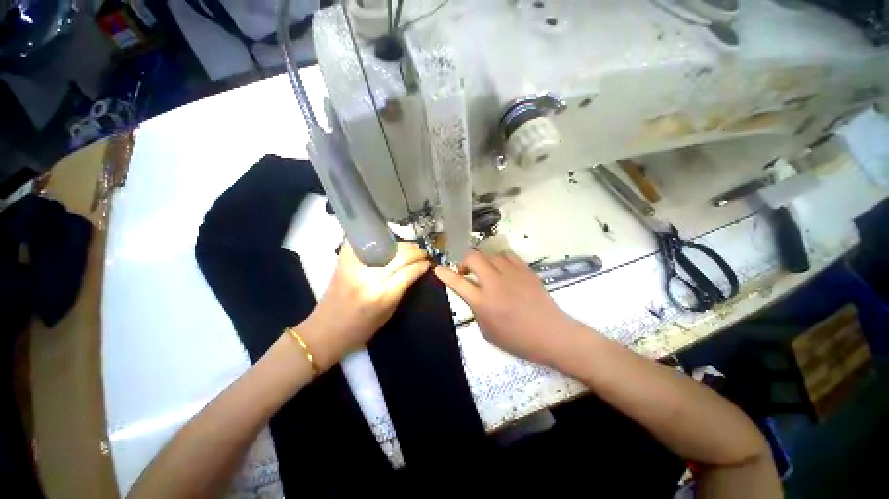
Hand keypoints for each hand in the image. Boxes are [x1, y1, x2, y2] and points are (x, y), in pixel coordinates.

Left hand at [302, 241, 429, 369]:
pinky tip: (385, 244)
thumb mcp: (387, 315)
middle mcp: (369, 277)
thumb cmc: (359, 330)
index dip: (421, 265)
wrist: (326, 329)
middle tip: (422, 253)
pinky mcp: (343, 259)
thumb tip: (414, 272)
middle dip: (414, 252)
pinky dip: (377, 240)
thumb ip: (400, 291)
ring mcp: (355, 266)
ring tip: (408, 248)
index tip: (428, 263)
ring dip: (399, 245)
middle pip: (399, 255)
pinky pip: (364, 243)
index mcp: (382, 296)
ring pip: (384, 245)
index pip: (408, 271)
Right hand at [433, 250, 579, 365]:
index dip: (444, 274)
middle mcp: (495, 284)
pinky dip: (501, 260)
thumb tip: (474, 297)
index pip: (457, 282)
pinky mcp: (526, 270)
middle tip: (466, 272)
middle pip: (473, 258)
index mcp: (483, 303)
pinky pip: (508, 255)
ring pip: (491, 255)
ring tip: (487, 273)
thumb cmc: (517, 340)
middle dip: (464, 261)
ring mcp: (512, 274)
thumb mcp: (488, 332)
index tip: (438, 269)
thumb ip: (477, 311)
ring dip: (485, 262)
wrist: (549, 334)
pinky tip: (503, 270)